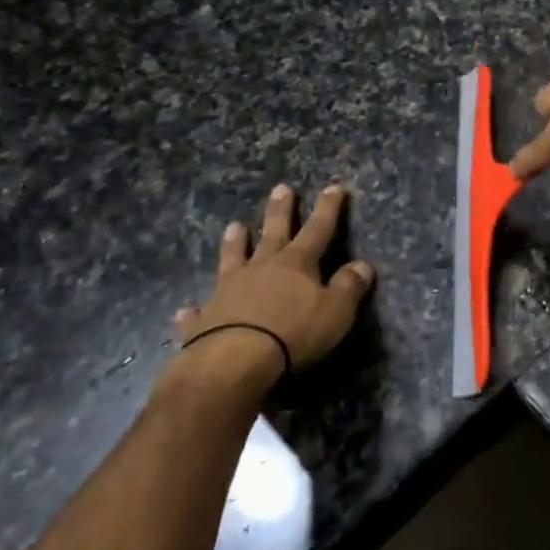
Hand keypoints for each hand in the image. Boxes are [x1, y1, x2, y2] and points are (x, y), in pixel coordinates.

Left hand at [170, 184, 373, 396]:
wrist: (234, 362)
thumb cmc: (294, 332)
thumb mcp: (336, 310)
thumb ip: (349, 286)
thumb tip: (362, 265)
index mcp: (296, 264)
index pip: (318, 229)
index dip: (328, 208)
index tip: (334, 187)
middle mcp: (261, 269)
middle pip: (273, 233)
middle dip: (280, 211)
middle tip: (281, 188)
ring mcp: (228, 291)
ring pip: (233, 259)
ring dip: (235, 243)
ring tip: (234, 226)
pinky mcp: (204, 320)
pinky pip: (199, 311)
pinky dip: (194, 310)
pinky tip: (187, 309)